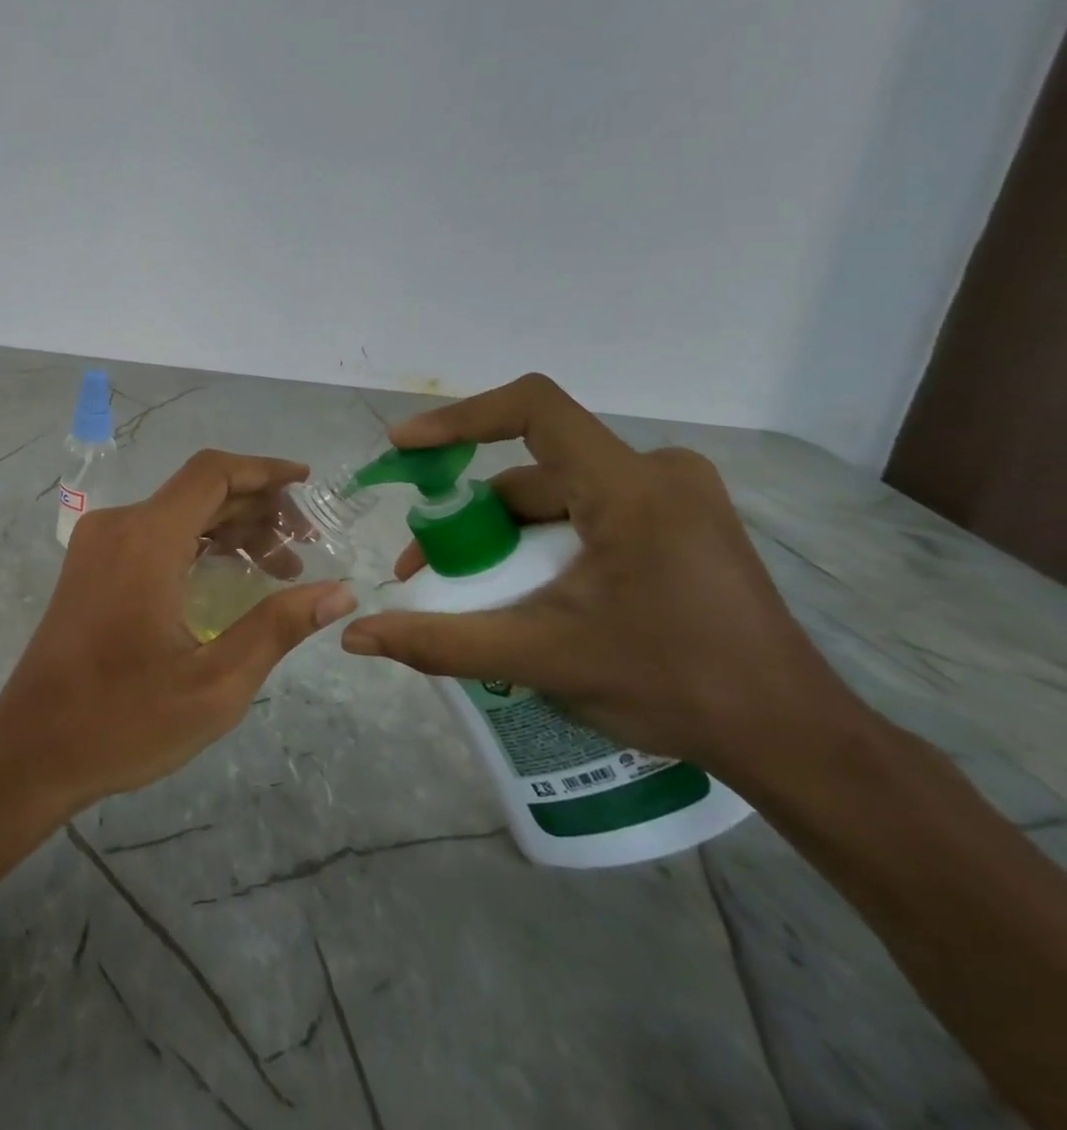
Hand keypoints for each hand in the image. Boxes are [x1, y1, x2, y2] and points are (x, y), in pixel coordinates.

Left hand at [0, 450, 357, 814]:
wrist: (32, 748)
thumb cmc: (124, 719)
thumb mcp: (215, 683)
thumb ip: (278, 627)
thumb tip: (340, 590)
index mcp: (146, 539)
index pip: (212, 474)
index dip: (264, 471)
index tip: (307, 483)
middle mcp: (118, 526)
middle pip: (197, 491)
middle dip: (256, 508)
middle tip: (305, 545)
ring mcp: (97, 544)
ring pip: (175, 513)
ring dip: (227, 528)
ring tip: (280, 566)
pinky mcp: (89, 566)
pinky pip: (152, 535)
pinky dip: (195, 544)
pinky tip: (228, 575)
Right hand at [340, 375, 865, 779]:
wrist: (794, 741)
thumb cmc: (673, 686)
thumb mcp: (542, 659)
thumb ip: (440, 642)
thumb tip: (356, 637)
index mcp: (631, 487)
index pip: (533, 408)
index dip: (459, 420)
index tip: (404, 448)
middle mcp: (656, 474)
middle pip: (532, 472)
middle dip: (469, 517)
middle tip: (426, 568)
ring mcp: (673, 499)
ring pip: (555, 498)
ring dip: (501, 537)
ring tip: (468, 593)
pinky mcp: (678, 526)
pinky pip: (584, 516)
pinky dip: (539, 545)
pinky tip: (523, 593)